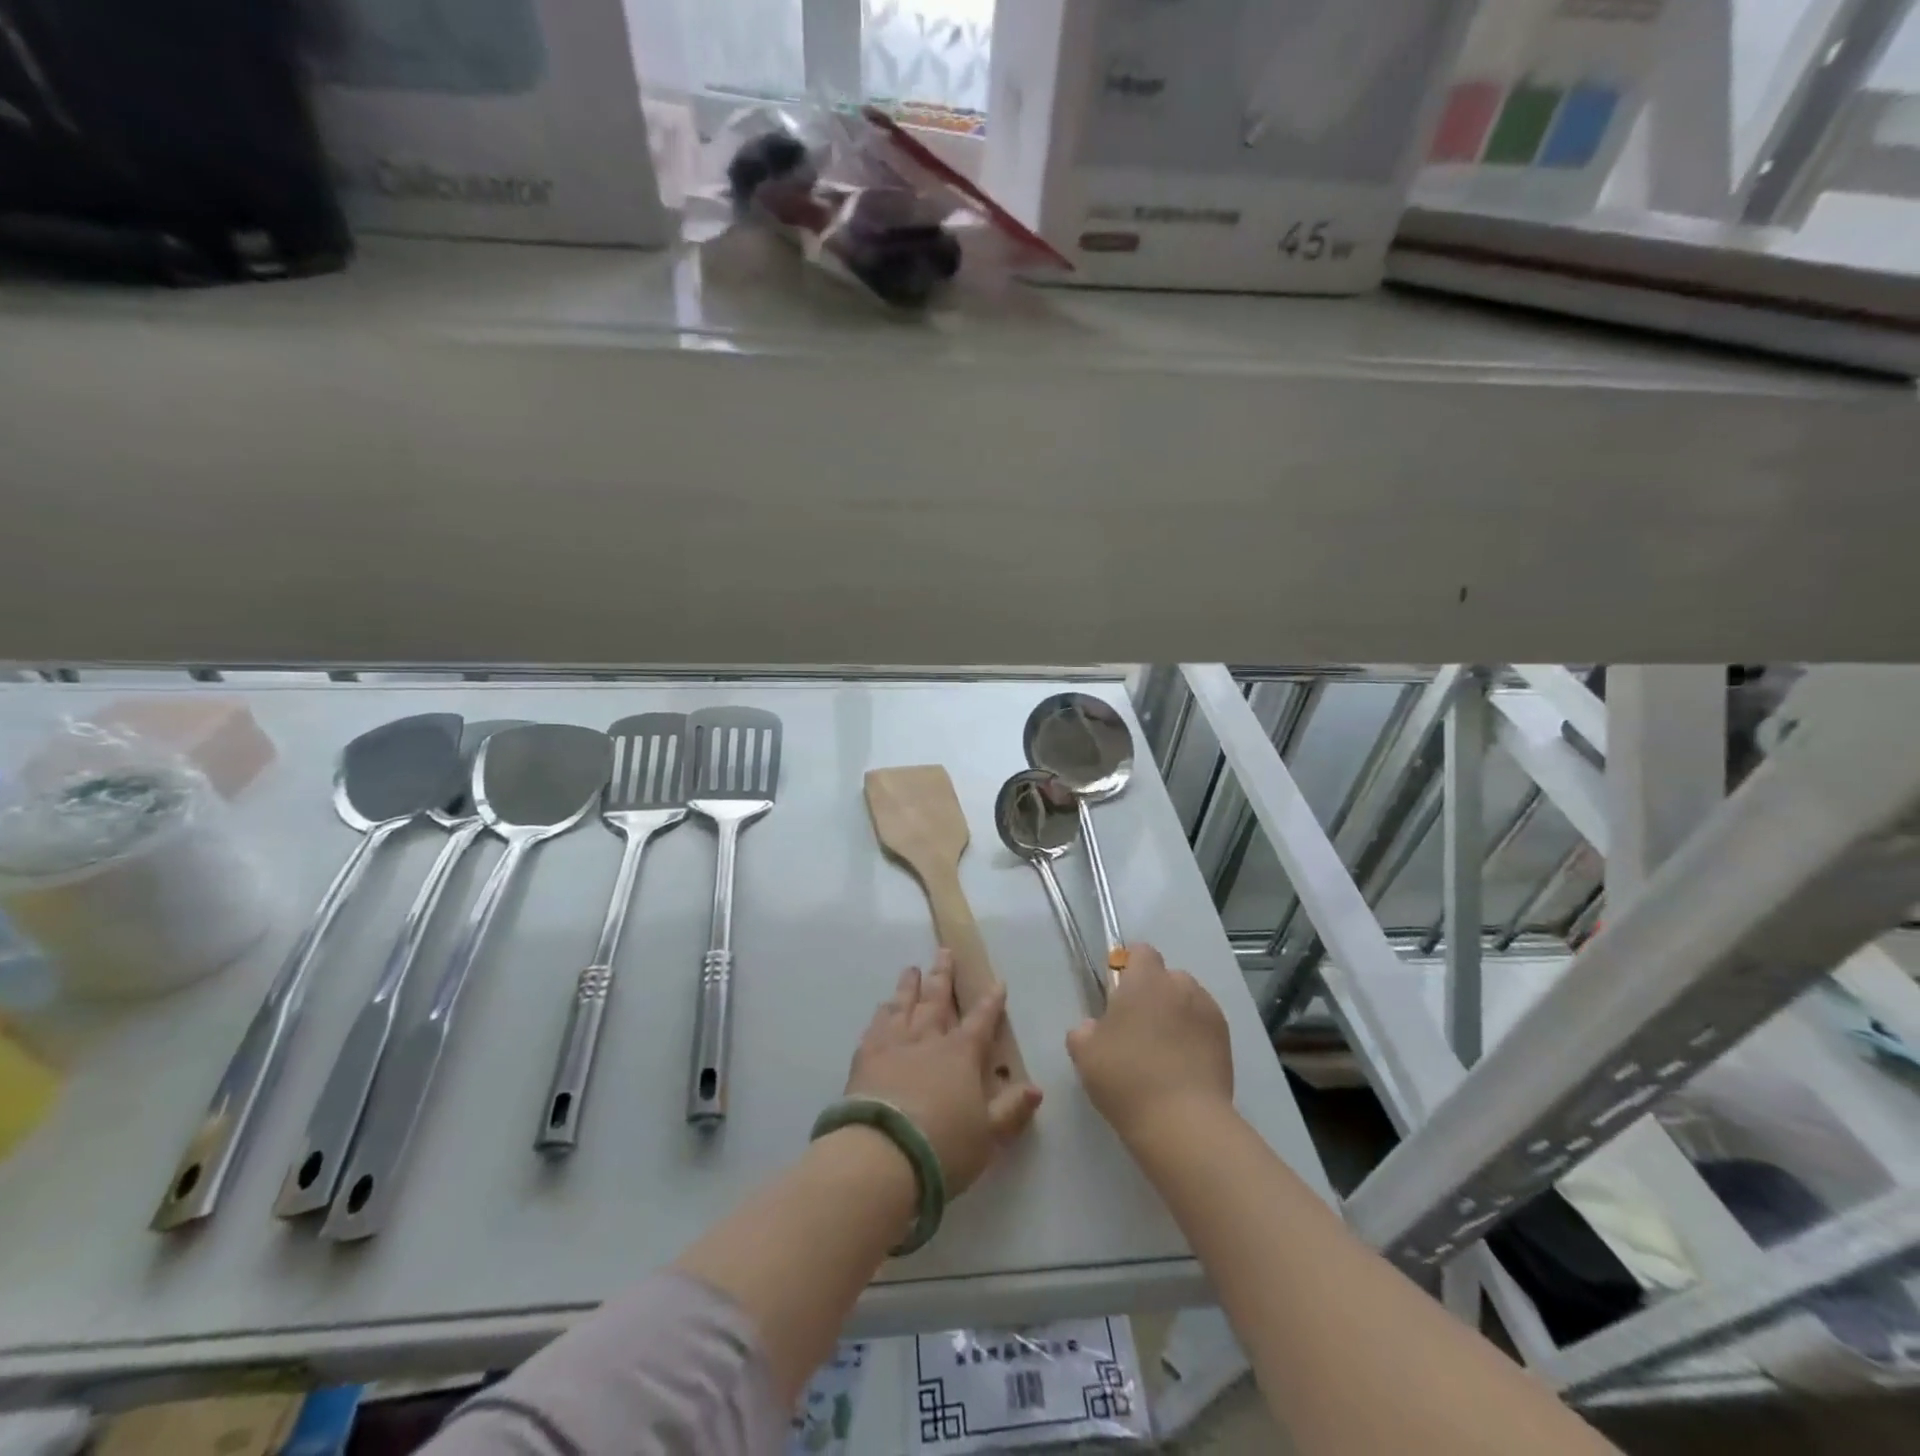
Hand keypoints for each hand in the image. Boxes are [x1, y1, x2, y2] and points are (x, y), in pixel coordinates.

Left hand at [846, 950, 1042, 1195]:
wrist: (883, 1153)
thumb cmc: (944, 1146)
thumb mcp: (989, 1136)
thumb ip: (1012, 1110)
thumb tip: (1036, 1088)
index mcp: (961, 1054)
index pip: (981, 1020)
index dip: (991, 1001)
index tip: (997, 982)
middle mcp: (928, 1038)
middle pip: (937, 998)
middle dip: (944, 974)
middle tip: (944, 951)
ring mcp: (894, 1043)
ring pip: (904, 1004)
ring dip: (910, 985)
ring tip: (912, 969)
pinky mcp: (866, 1056)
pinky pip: (876, 1025)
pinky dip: (882, 1013)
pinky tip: (882, 1007)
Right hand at [1067, 943, 1232, 1145]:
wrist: (1183, 1122)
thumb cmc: (1126, 1078)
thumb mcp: (1084, 1054)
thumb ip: (1084, 1030)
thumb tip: (1094, 1027)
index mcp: (1145, 980)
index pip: (1141, 952)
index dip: (1129, 968)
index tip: (1118, 996)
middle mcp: (1180, 985)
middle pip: (1166, 977)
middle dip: (1154, 994)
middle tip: (1138, 1029)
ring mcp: (1208, 1012)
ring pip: (1188, 1001)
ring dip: (1176, 1014)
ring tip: (1165, 1051)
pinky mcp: (1227, 1040)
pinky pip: (1204, 1025)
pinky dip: (1195, 1036)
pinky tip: (1184, 1066)